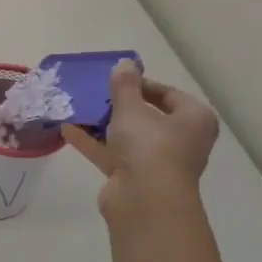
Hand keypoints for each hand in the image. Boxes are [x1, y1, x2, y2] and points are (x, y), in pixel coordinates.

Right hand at [63, 61, 219, 221]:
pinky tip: (68, 130)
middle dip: (120, 107)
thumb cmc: (149, 146)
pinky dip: (93, 143)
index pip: (169, 95)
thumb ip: (125, 86)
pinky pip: (112, 154)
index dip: (142, 85)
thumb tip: (125, 63)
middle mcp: (181, 140)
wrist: (144, 199)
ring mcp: (157, 161)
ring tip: (79, 110)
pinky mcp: (134, 177)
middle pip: (148, 117)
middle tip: (97, 95)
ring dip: (104, 125)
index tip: (116, 81)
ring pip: (128, 137)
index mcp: (194, 119)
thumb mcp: (132, 109)